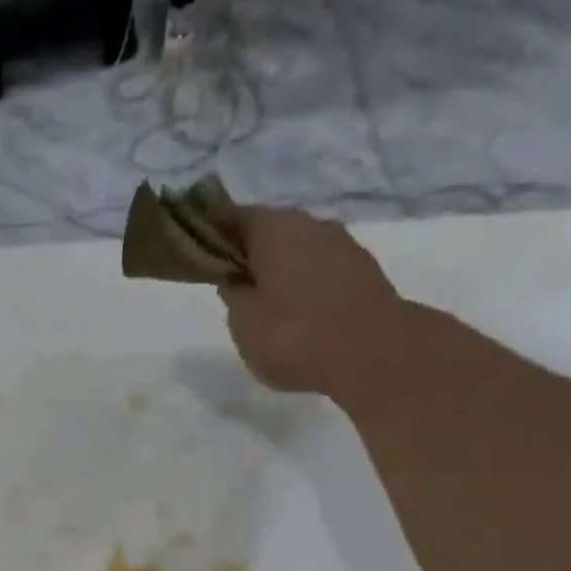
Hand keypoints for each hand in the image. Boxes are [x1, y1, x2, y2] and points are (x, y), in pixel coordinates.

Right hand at [220, 206, 404, 395]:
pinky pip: (322, 272)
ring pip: (299, 252)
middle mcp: (310, 224)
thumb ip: (234, 295)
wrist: (369, 351)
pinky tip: (299, 315)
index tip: (201, 255)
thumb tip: (234, 279)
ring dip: (282, 272)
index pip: (234, 218)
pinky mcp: (362, 270)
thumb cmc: (293, 334)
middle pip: (271, 233)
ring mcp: (342, 244)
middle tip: (235, 288)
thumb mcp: (243, 323)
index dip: (215, 235)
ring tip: (268, 307)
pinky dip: (306, 287)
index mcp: (274, 228)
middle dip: (252, 256)